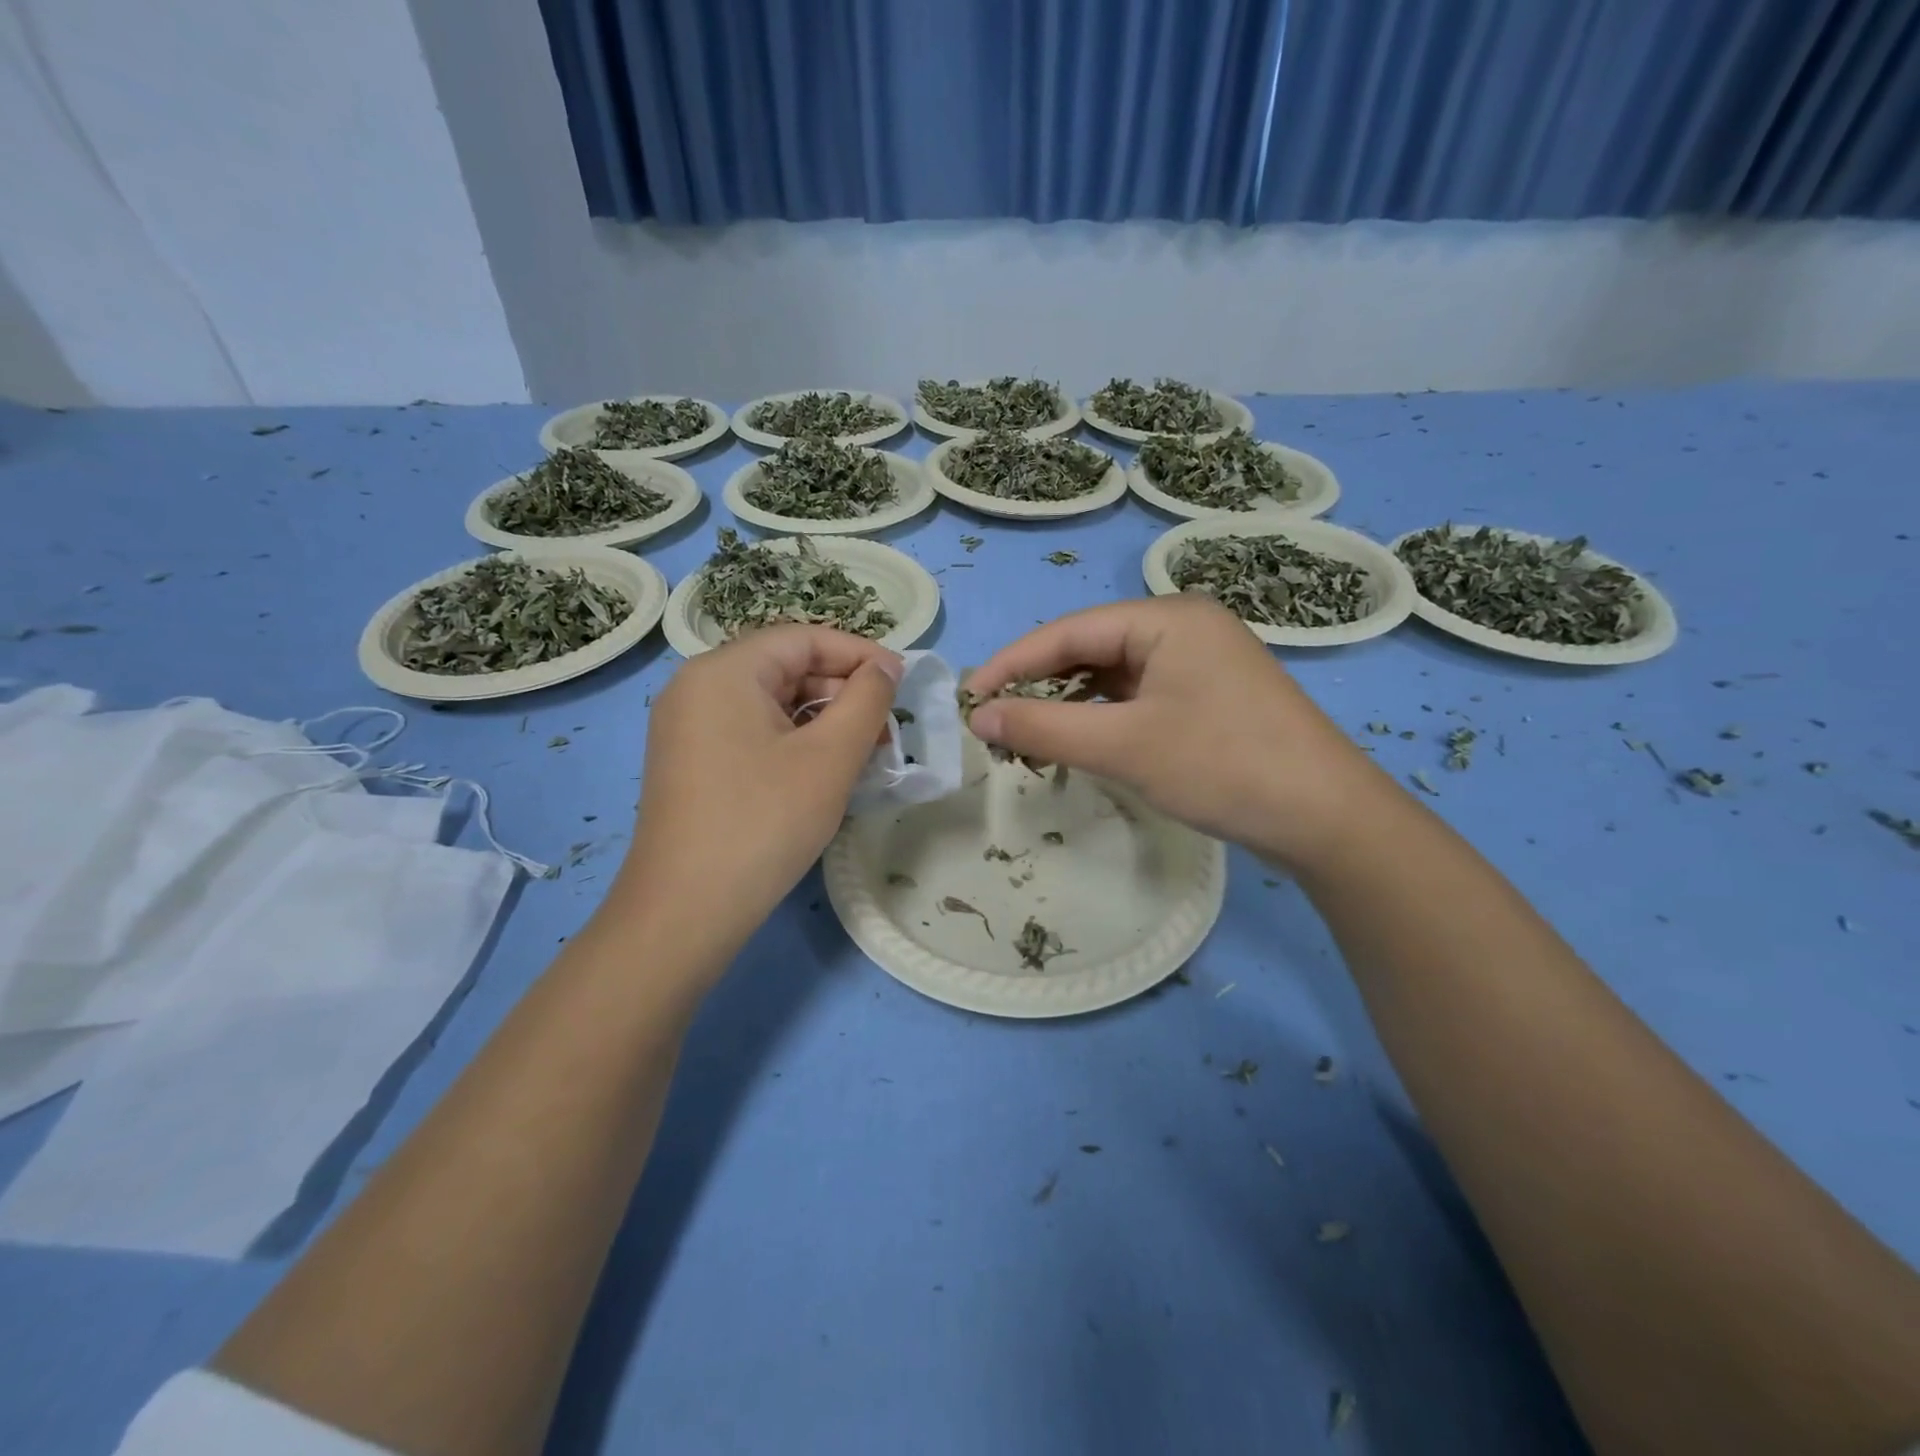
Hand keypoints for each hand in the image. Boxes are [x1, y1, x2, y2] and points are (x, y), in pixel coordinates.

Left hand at [615, 626, 901, 954]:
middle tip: (887, 728)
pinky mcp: (690, 761)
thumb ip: (867, 699)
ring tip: (866, 753)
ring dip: (823, 720)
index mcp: (724, 671)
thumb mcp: (830, 756)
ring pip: (771, 703)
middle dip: (843, 692)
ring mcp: (688, 726)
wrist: (686, 910)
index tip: (903, 681)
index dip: (860, 653)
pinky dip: (794, 741)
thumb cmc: (765, 822)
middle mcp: (697, 687)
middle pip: (786, 667)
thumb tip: (884, 667)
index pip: (804, 638)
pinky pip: (752, 731)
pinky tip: (826, 771)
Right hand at [964, 596, 1378, 868]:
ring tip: (1029, 738)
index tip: (970, 700)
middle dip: (1040, 686)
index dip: (1012, 664)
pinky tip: (1082, 741)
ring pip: (1114, 675)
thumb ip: (1044, 728)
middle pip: (1090, 649)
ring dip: (1070, 705)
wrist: (1327, 818)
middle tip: (996, 724)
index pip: (1068, 632)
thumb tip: (980, 717)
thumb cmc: (1222, 766)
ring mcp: (1201, 662)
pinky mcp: (1210, 696)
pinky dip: (1104, 717)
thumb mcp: (1124, 746)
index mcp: (1166, 618)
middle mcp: (1184, 627)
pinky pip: (1139, 696)